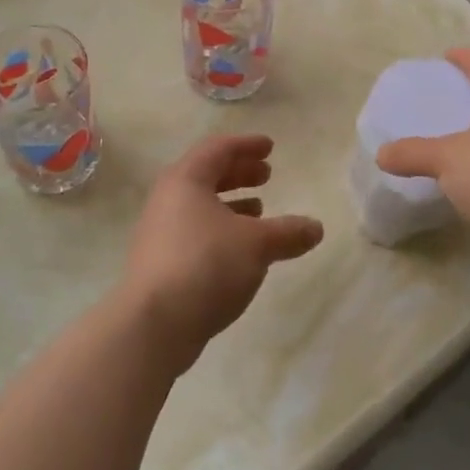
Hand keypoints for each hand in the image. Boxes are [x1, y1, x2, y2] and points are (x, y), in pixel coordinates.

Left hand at [120, 135, 324, 371]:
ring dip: (231, 203)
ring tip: (260, 210)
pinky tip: (241, 249)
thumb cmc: (206, 265)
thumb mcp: (256, 244)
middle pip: (206, 174)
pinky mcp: (161, 263)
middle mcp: (167, 200)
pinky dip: (221, 229)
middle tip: (267, 175)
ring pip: (200, 206)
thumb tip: (316, 227)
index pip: (218, 148)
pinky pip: (195, 232)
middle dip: (239, 172)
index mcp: (186, 180)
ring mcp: (160, 232)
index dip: (246, 145)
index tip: (270, 147)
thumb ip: (288, 232)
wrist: (153, 325)